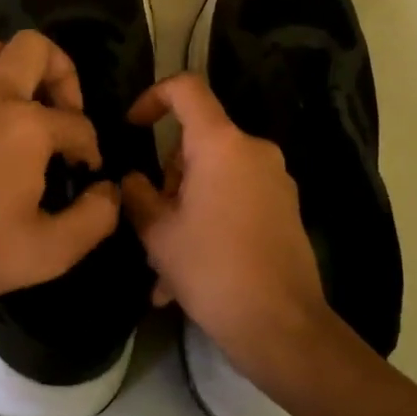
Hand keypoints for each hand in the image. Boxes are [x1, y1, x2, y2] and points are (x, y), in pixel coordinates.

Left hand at [0, 31, 120, 309]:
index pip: (78, 123)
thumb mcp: (48, 252)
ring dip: (18, 69)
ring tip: (26, 110)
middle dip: (62, 74)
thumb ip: (94, 219)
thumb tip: (109, 191)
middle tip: (62, 115)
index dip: (90, 149)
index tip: (84, 175)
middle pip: (36, 48)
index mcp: (27, 126)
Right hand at [120, 74, 336, 386]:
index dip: (152, 97)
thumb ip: (136, 194)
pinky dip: (209, 221)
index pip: (186, 89)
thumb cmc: (212, 269)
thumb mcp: (158, 232)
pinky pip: (234, 200)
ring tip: (163, 268)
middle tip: (149, 225)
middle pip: (196, 144)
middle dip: (167, 180)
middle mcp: (253, 151)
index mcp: (221, 144)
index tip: (132, 127)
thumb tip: (131, 180)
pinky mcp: (285, 208)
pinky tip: (188, 275)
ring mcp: (275, 180)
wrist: (281, 326)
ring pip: (213, 178)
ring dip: (184, 210)